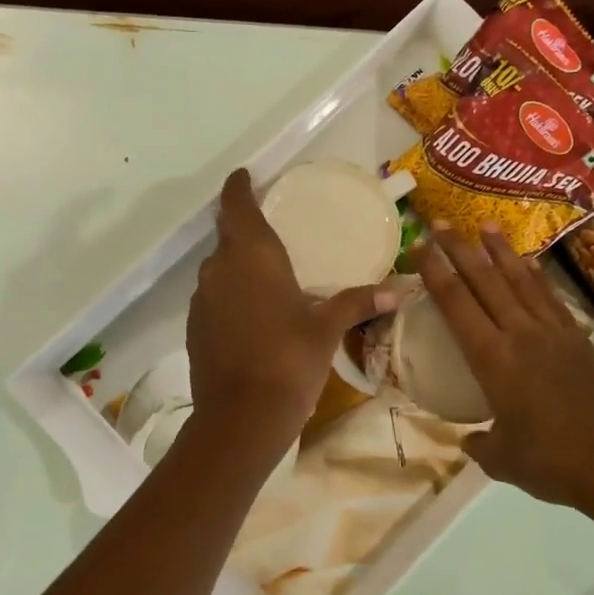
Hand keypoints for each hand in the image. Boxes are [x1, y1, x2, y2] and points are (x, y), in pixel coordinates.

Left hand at [185, 170, 395, 451]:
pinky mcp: (194, 327)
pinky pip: (214, 297)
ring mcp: (201, 299)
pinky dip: (231, 295)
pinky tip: (253, 314)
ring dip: (239, 265)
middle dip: (246, 228)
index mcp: (252, 256)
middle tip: (273, 229)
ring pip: (219, 268)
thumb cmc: (289, 361)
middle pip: (228, 235)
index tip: (246, 176)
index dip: (239, 187)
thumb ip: (358, 302)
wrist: (241, 418)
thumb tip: (399, 288)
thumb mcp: (327, 329)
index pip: (236, 205)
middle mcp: (219, 268)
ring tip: (268, 275)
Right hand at [417, 222, 593, 515]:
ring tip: (486, 225)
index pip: (457, 305)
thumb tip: (471, 438)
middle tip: (441, 223)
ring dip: (500, 252)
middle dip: (460, 250)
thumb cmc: (551, 464)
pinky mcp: (581, 340)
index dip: (436, 273)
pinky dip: (535, 276)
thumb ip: (480, 442)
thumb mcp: (501, 458)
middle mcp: (521, 335)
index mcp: (494, 360)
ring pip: (521, 281)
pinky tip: (528, 264)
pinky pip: (550, 298)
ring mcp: (555, 334)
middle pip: (486, 281)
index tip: (419, 248)